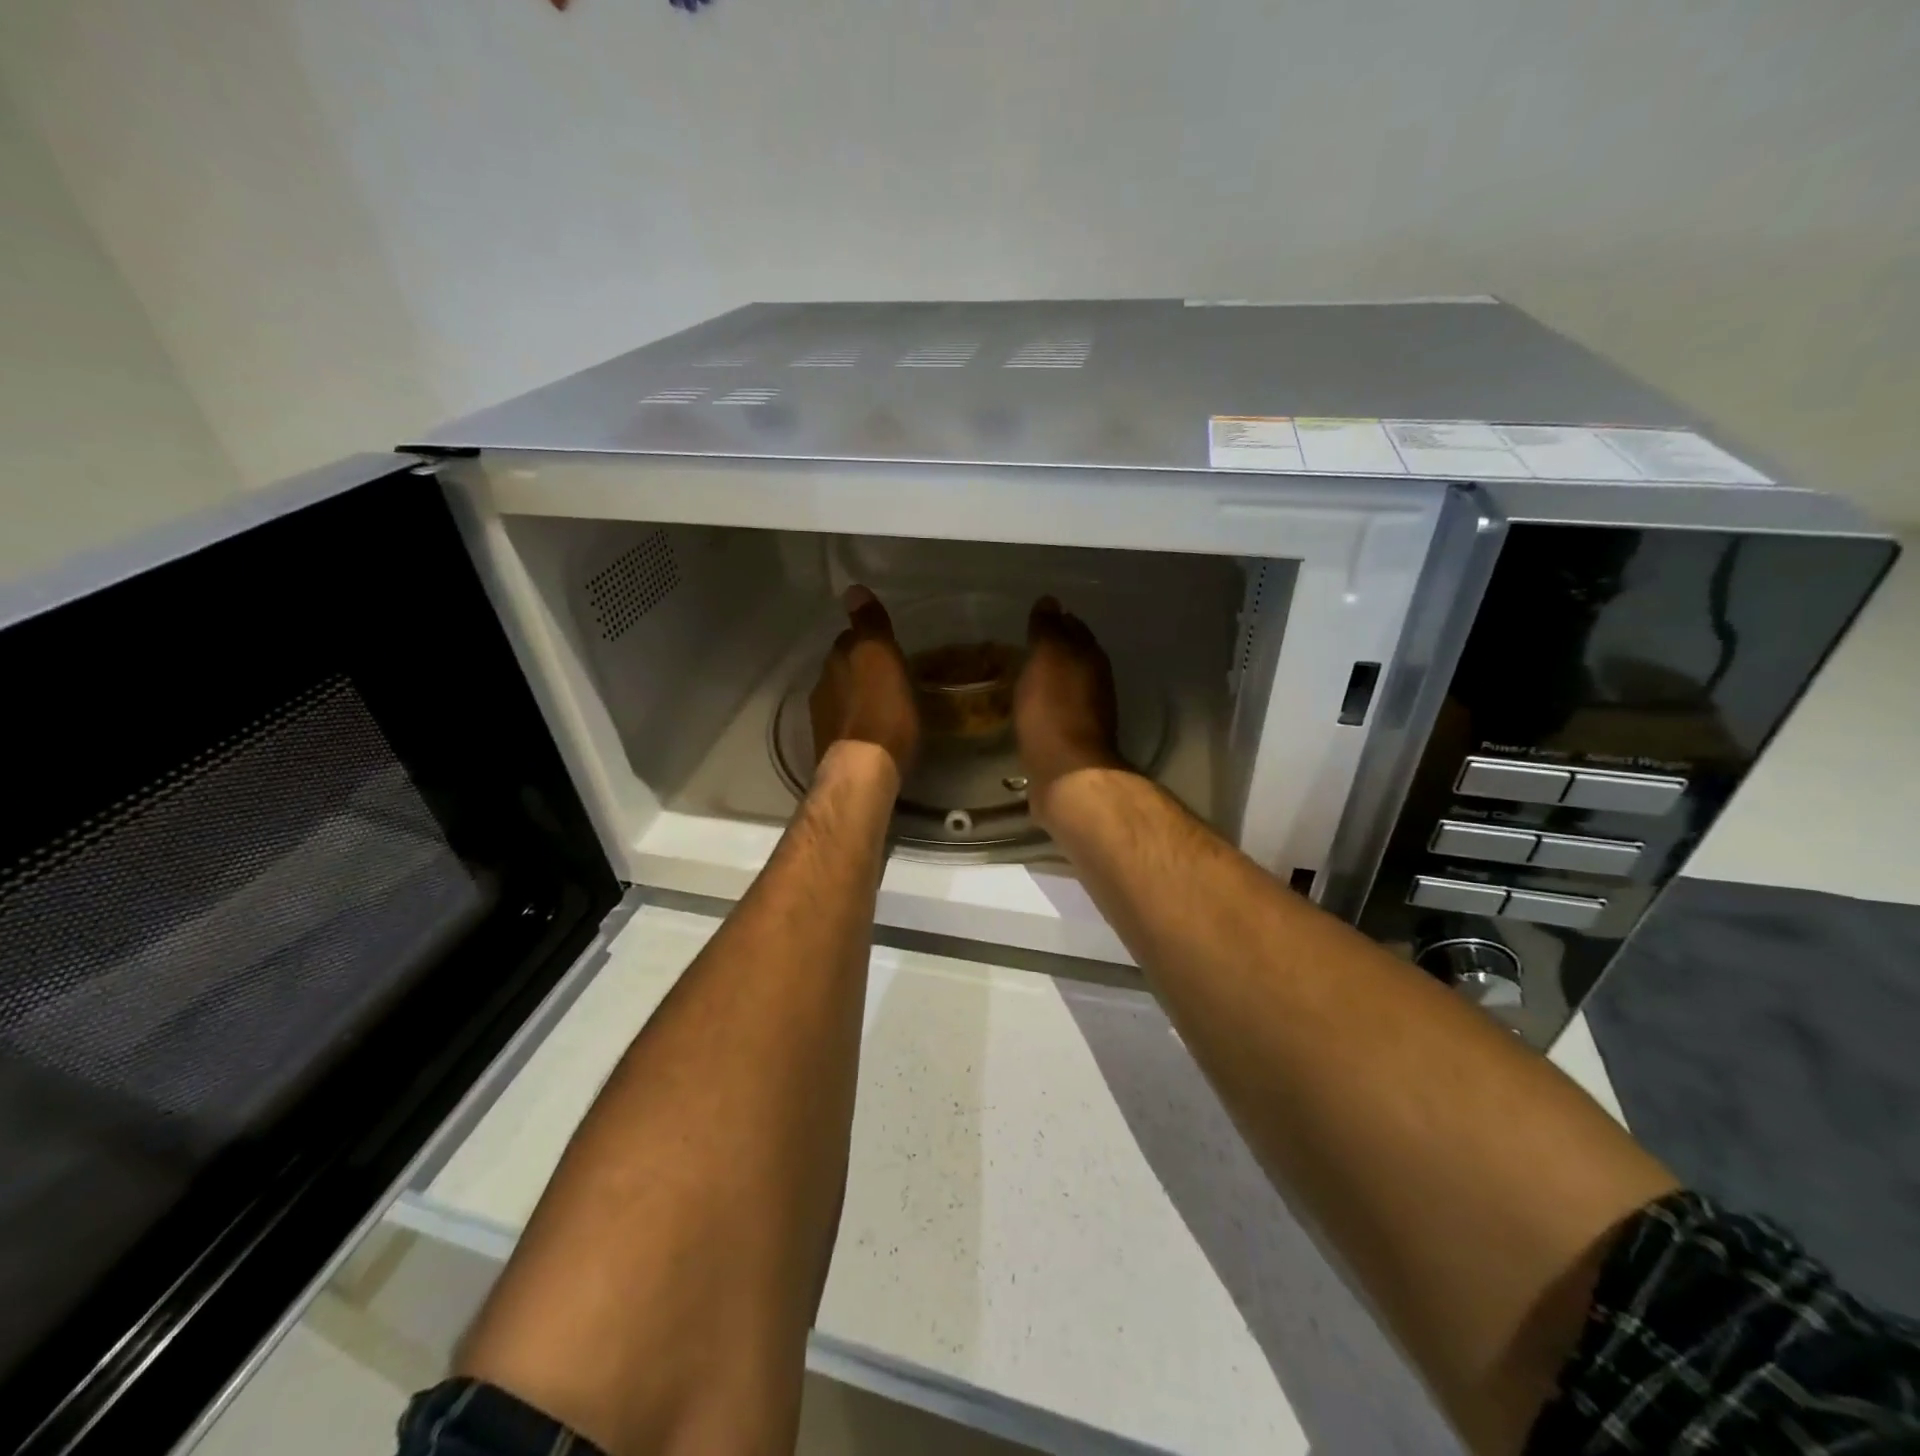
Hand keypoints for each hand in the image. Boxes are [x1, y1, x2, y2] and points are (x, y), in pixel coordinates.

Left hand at [809, 585, 919, 777]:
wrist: (863, 770)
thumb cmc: (882, 710)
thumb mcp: (881, 657)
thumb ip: (869, 624)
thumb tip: (852, 589)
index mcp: (836, 662)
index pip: (848, 640)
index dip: (866, 641)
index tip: (886, 647)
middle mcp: (823, 687)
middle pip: (843, 669)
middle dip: (860, 669)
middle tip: (888, 675)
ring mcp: (824, 721)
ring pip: (842, 698)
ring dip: (859, 697)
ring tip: (885, 704)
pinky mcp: (831, 749)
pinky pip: (846, 725)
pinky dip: (859, 722)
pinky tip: (875, 731)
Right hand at [1014, 596, 1124, 823]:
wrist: (1067, 772)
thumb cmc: (1053, 708)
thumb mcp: (1047, 658)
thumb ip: (1048, 629)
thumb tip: (1050, 601)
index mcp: (1091, 657)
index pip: (1075, 628)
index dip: (1057, 621)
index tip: (1036, 618)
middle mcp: (1097, 682)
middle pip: (1076, 656)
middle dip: (1056, 649)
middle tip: (1027, 645)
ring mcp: (1089, 713)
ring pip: (1069, 685)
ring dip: (1052, 678)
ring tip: (1026, 675)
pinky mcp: (1075, 740)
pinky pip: (1059, 711)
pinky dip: (1047, 704)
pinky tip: (1031, 707)